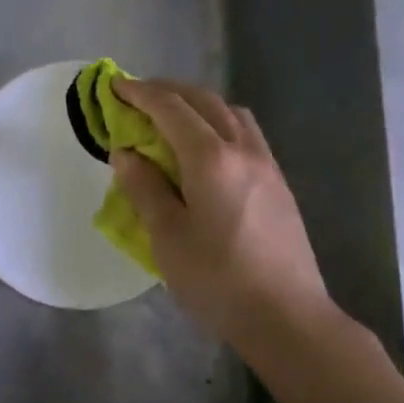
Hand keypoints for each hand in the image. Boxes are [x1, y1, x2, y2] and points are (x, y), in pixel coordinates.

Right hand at [111, 79, 329, 343]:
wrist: (287, 317)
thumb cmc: (218, 279)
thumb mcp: (167, 236)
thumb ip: (145, 188)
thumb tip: (126, 153)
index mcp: (210, 158)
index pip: (170, 108)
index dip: (140, 92)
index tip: (116, 85)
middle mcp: (242, 149)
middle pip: (204, 100)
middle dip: (168, 90)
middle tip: (138, 95)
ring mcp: (266, 164)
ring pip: (231, 113)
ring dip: (199, 103)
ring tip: (173, 118)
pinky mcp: (279, 183)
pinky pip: (246, 133)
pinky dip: (219, 122)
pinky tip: (207, 148)